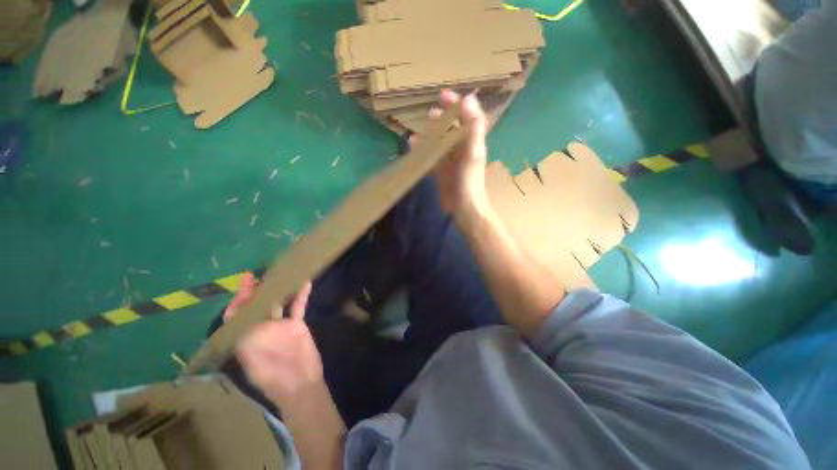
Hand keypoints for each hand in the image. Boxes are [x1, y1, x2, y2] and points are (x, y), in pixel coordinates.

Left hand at [224, 273, 321, 406]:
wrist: (300, 385)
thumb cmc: (273, 377)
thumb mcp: (252, 359)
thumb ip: (246, 337)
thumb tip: (237, 315)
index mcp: (246, 338)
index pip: (237, 315)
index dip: (238, 301)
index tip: (244, 285)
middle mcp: (261, 329)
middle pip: (256, 306)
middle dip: (255, 291)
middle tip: (255, 276)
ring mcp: (280, 326)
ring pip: (277, 303)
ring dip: (278, 289)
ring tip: (279, 274)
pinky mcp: (296, 325)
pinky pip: (298, 306)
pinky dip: (301, 295)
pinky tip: (305, 282)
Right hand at [424, 90, 489, 214]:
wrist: (463, 207)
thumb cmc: (469, 180)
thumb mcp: (472, 153)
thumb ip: (472, 128)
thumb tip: (468, 99)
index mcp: (472, 141)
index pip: (467, 116)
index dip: (456, 104)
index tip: (442, 96)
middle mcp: (461, 148)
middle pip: (451, 128)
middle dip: (441, 119)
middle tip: (430, 115)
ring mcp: (450, 160)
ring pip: (439, 142)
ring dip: (429, 135)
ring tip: (417, 133)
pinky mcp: (442, 171)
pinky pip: (431, 157)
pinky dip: (423, 151)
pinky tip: (413, 148)